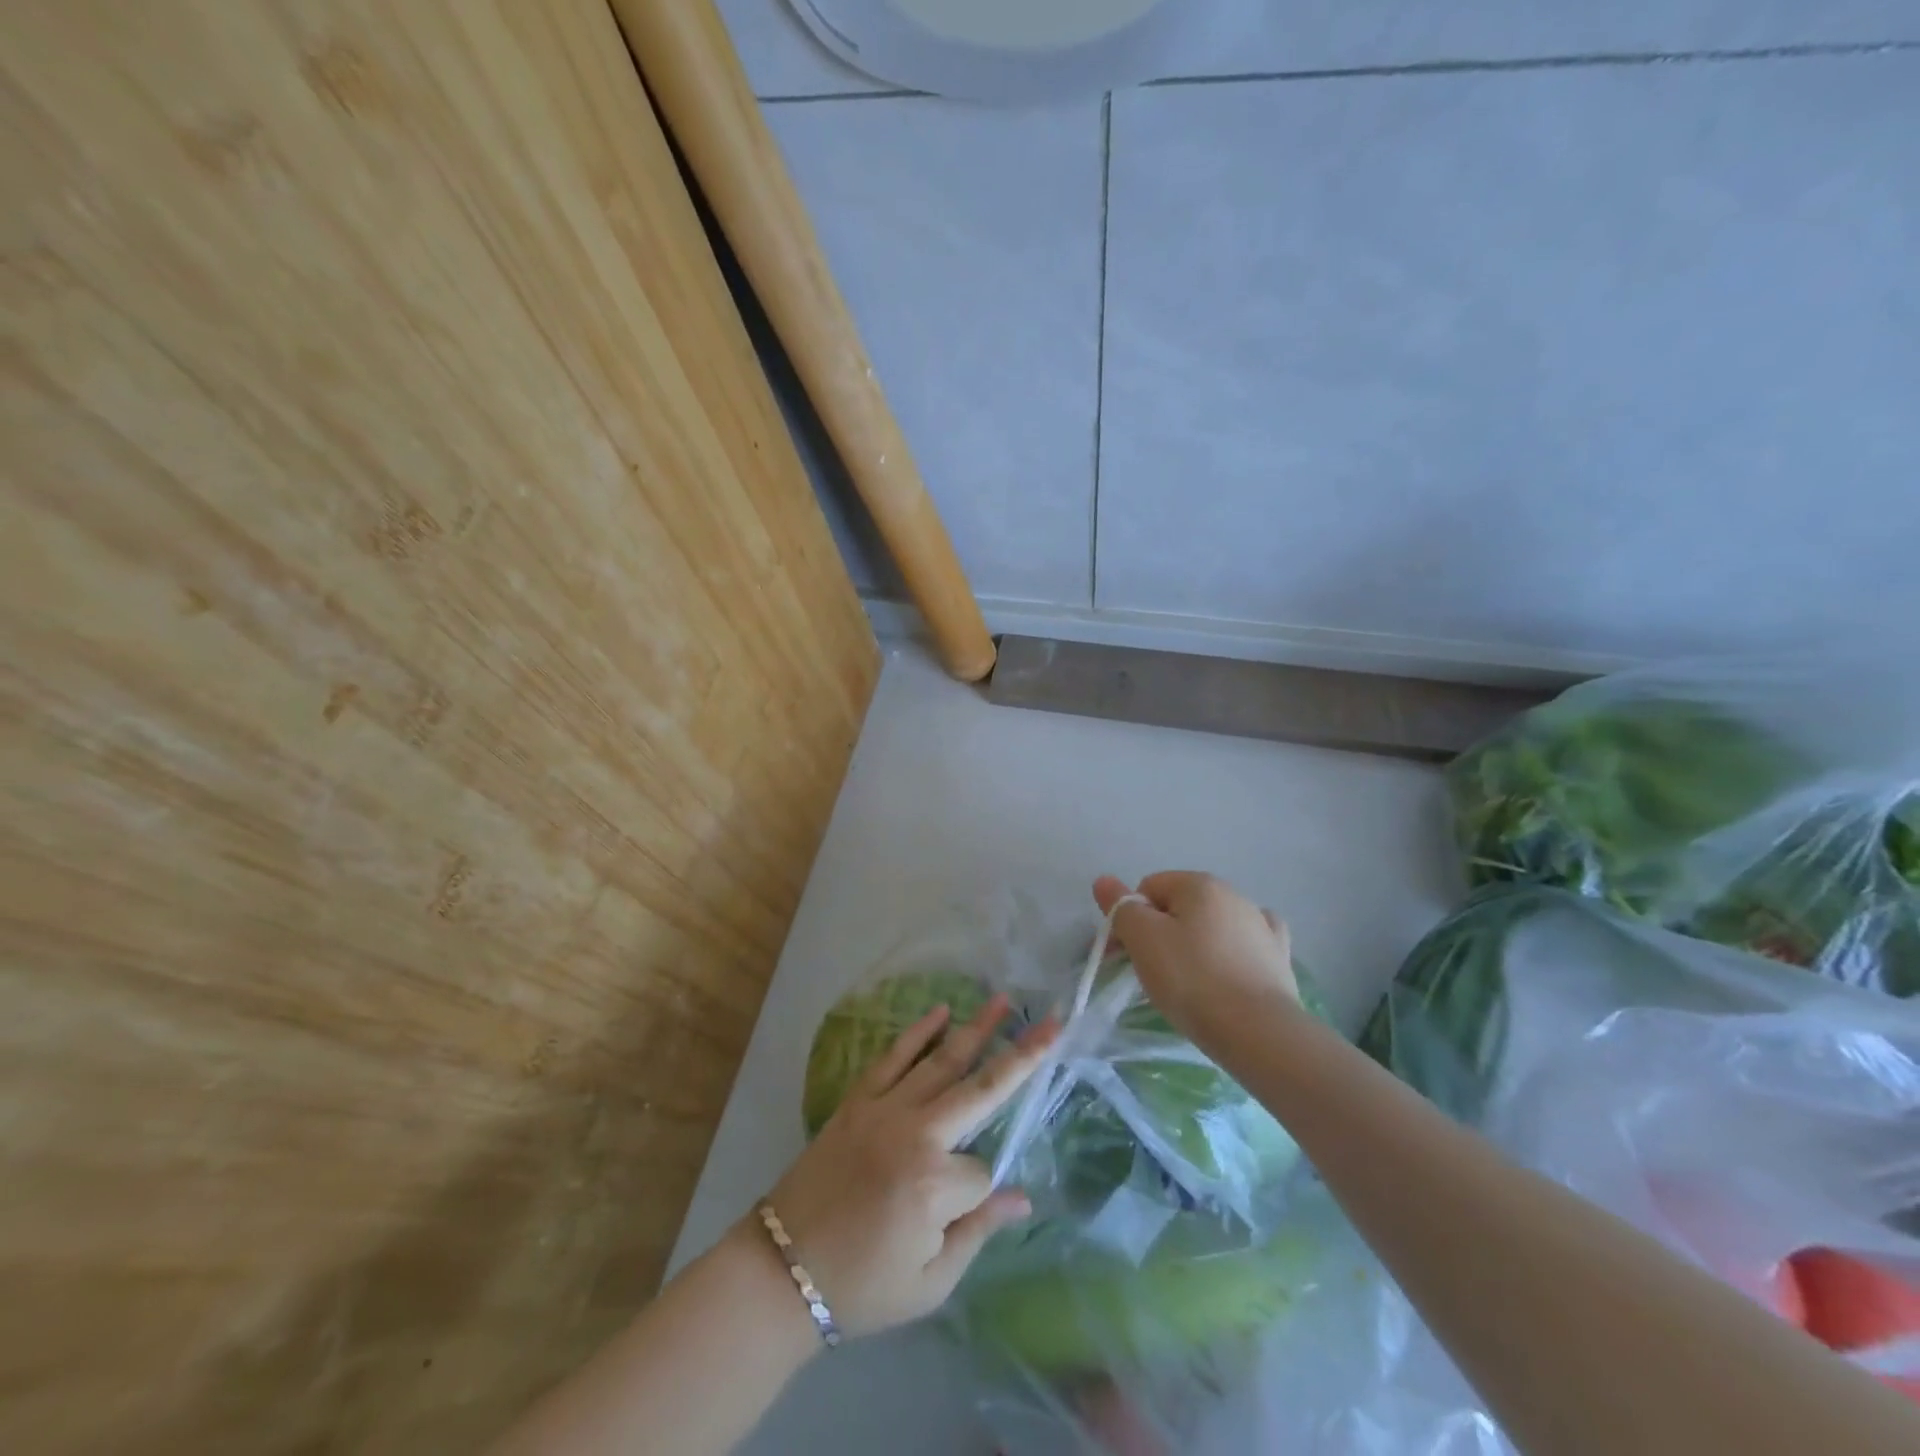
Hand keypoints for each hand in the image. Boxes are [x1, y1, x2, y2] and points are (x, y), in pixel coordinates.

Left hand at [761, 996, 1056, 1338]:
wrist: (782, 1268)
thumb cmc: (862, 1286)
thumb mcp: (930, 1283)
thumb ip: (979, 1232)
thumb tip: (1022, 1196)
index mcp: (934, 1185)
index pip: (983, 1172)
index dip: (979, 1196)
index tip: (954, 1216)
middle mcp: (916, 1134)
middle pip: (981, 1089)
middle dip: (1021, 1055)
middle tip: (1051, 1023)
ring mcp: (884, 1109)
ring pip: (941, 1062)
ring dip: (976, 1029)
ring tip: (1003, 1000)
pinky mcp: (858, 1099)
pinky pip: (892, 1057)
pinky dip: (917, 1032)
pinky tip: (940, 1011)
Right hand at [1094, 872, 1299, 1042]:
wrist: (1258, 1032)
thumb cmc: (1192, 980)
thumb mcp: (1142, 940)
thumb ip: (1121, 907)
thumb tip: (1105, 881)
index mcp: (1199, 884)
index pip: (1148, 888)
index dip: (1129, 918)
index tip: (1124, 954)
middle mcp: (1233, 894)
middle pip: (1179, 906)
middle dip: (1159, 932)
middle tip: (1150, 972)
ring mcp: (1261, 925)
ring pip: (1211, 926)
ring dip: (1194, 944)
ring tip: (1188, 983)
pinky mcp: (1279, 956)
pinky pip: (1244, 943)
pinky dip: (1231, 952)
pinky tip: (1228, 969)